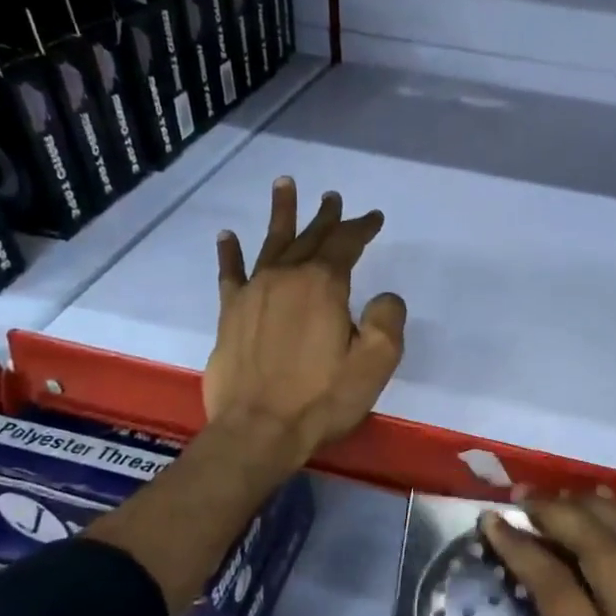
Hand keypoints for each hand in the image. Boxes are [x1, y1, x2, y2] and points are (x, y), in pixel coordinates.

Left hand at [204, 178, 406, 463]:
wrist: (258, 429)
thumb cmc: (322, 398)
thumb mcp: (375, 363)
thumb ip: (388, 321)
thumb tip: (385, 297)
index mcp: (323, 286)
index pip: (346, 244)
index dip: (362, 228)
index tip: (374, 218)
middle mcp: (286, 278)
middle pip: (309, 238)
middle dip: (325, 217)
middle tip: (332, 198)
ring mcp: (254, 292)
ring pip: (270, 243)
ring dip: (281, 214)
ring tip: (284, 186)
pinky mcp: (231, 313)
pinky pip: (230, 273)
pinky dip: (230, 253)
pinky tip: (227, 236)